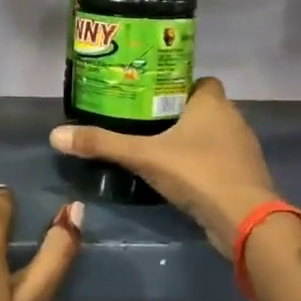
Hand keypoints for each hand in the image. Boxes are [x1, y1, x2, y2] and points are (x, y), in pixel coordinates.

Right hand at [50, 77, 277, 255]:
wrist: (244, 219)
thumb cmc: (197, 173)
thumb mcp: (143, 156)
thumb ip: (102, 144)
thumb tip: (56, 135)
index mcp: (213, 103)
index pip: (199, 80)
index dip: (178, 85)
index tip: (152, 97)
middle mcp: (233, 119)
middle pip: (204, 108)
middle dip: (178, 114)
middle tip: (144, 123)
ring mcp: (243, 149)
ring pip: (213, 135)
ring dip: (191, 141)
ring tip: (157, 150)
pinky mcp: (244, 176)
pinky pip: (219, 160)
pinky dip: (202, 164)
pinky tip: (180, 177)